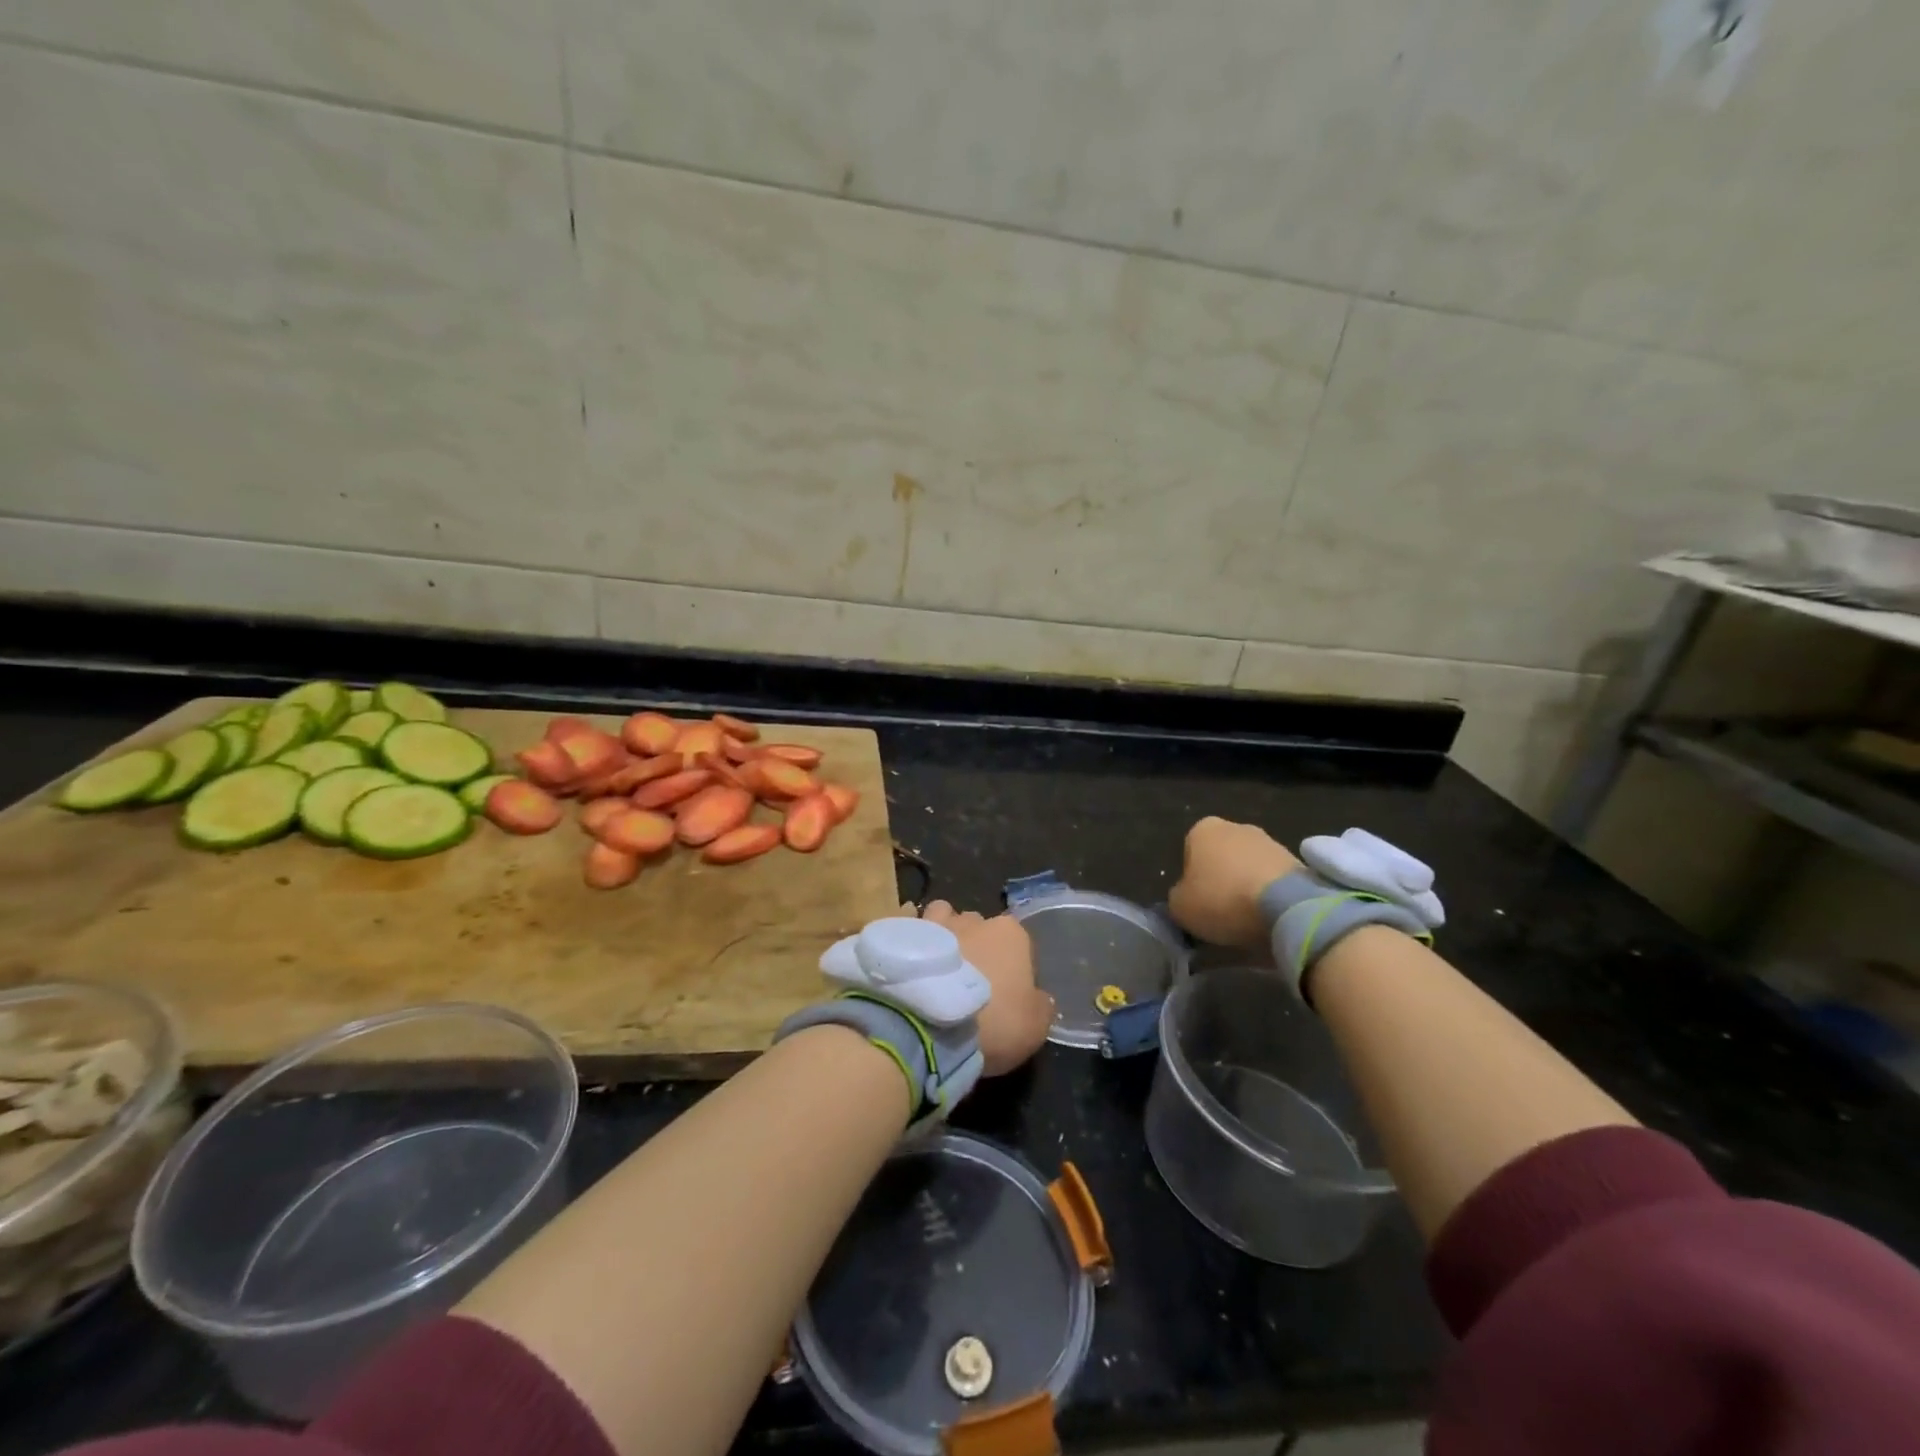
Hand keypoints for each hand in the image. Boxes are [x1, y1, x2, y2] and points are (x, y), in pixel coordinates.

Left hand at [914, 901, 1052, 1075]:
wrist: (926, 1026)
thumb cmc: (992, 1022)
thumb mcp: (1035, 1027)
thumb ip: (1040, 1006)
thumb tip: (1037, 998)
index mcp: (1010, 934)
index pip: (1018, 942)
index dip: (1012, 967)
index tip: (1004, 993)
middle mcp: (973, 919)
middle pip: (978, 926)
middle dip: (974, 946)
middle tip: (966, 983)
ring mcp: (934, 923)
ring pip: (941, 919)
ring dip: (940, 936)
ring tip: (934, 968)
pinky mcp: (900, 935)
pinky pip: (907, 930)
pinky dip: (908, 942)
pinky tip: (905, 964)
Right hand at [1168, 817, 1302, 946]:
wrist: (1287, 906)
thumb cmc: (1222, 899)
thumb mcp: (1180, 907)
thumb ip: (1178, 897)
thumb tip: (1187, 898)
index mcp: (1203, 829)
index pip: (1189, 852)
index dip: (1191, 879)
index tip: (1198, 902)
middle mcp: (1236, 827)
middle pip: (1222, 856)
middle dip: (1221, 879)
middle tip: (1221, 911)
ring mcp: (1270, 841)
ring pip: (1249, 867)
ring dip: (1247, 887)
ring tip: (1248, 919)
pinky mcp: (1298, 861)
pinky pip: (1274, 880)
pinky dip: (1270, 895)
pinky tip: (1269, 917)